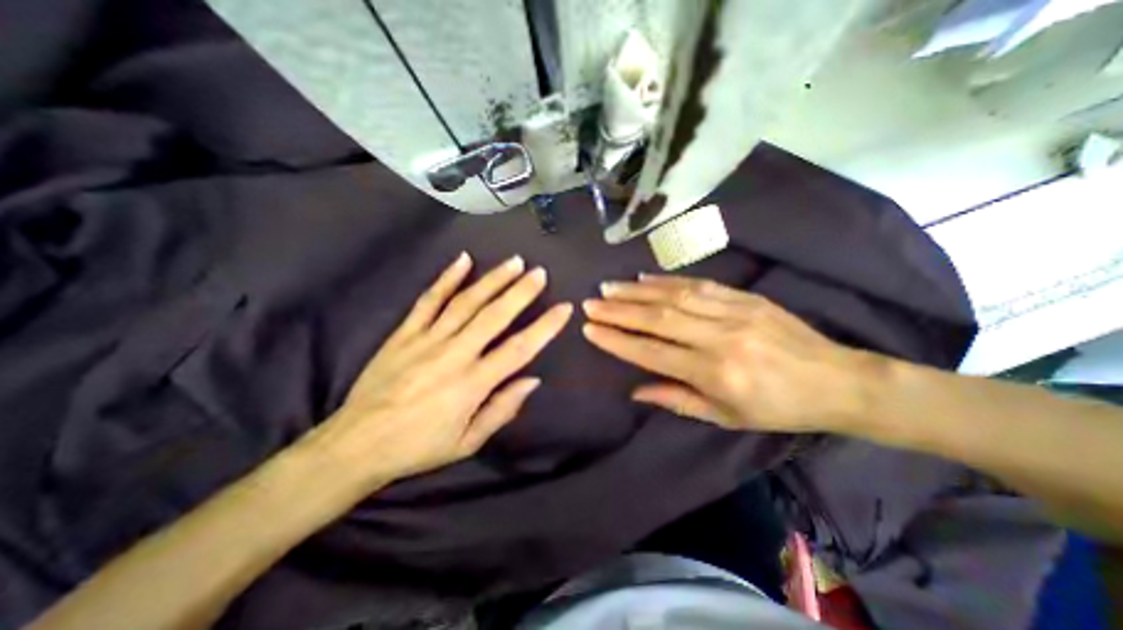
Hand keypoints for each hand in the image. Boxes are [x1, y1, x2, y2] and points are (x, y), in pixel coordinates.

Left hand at [300, 252, 571, 489]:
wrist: (356, 445)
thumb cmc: (419, 447)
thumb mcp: (468, 443)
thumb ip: (502, 409)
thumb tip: (532, 380)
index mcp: (472, 384)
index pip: (519, 349)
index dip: (545, 327)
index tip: (564, 308)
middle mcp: (454, 355)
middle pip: (494, 316)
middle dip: (521, 292)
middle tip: (539, 273)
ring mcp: (426, 340)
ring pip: (466, 302)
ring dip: (492, 280)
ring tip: (513, 262)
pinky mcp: (404, 333)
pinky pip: (428, 300)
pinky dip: (446, 279)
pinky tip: (463, 260)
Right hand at [578, 276, 876, 431]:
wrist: (837, 381)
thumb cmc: (777, 408)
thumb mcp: (725, 416)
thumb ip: (676, 400)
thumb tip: (634, 390)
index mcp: (715, 373)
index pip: (652, 352)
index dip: (617, 340)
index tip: (590, 330)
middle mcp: (720, 338)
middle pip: (658, 319)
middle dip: (618, 310)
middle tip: (591, 303)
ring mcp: (734, 312)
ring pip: (674, 296)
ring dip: (636, 291)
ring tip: (609, 287)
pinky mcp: (745, 297)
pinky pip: (699, 284)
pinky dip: (667, 280)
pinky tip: (645, 278)